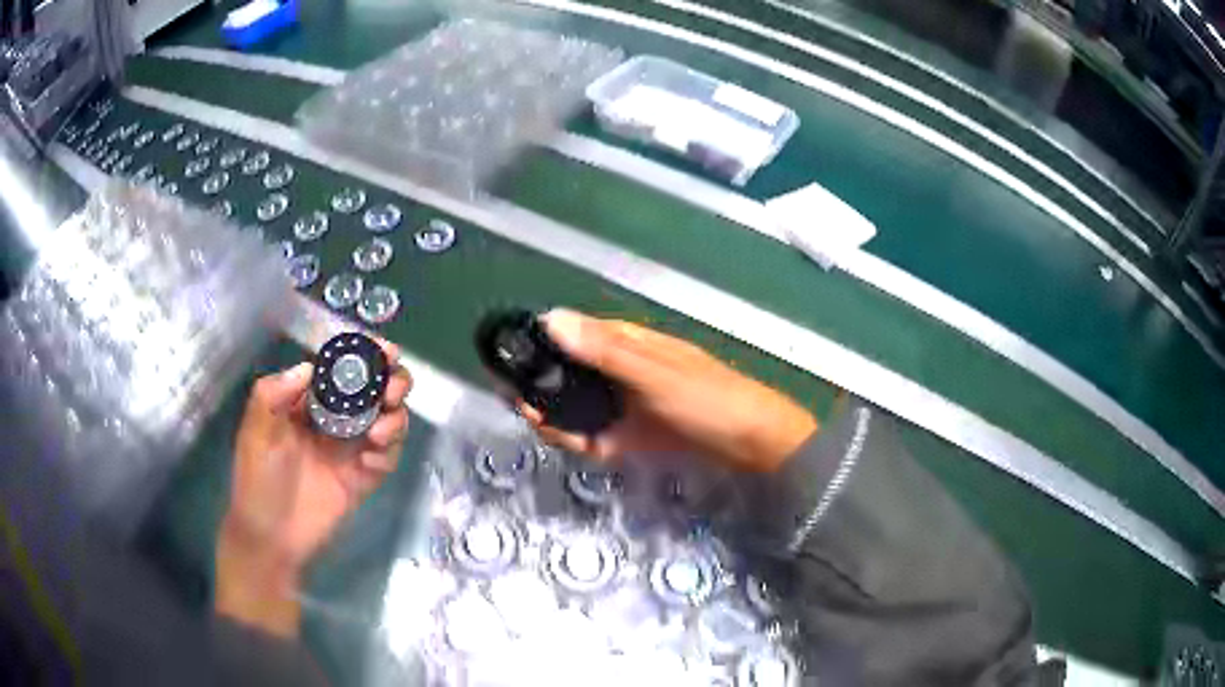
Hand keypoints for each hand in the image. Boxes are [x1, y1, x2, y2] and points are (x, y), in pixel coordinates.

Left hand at [215, 341, 411, 635]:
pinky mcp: (363, 479)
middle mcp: (334, 420)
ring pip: (388, 421)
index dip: (366, 355)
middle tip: (391, 391)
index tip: (385, 350)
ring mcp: (351, 450)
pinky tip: (372, 462)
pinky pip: (387, 459)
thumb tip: (309, 368)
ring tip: (380, 432)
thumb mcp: (255, 432)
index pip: (342, 369)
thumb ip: (272, 394)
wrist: (270, 537)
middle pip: (374, 391)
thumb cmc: (257, 480)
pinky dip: (389, 454)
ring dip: (395, 418)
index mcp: (308, 402)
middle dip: (391, 383)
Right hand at [518, 310, 816, 473]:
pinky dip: (569, 437)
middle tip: (512, 395)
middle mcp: (617, 373)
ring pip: (574, 406)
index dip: (540, 341)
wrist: (749, 444)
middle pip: (567, 373)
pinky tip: (555, 434)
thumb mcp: (654, 373)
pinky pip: (588, 435)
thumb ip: (603, 351)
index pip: (573, 335)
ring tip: (529, 415)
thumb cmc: (706, 398)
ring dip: (549, 411)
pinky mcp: (626, 438)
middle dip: (538, 383)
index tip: (508, 354)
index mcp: (626, 344)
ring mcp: (621, 407)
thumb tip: (551, 318)